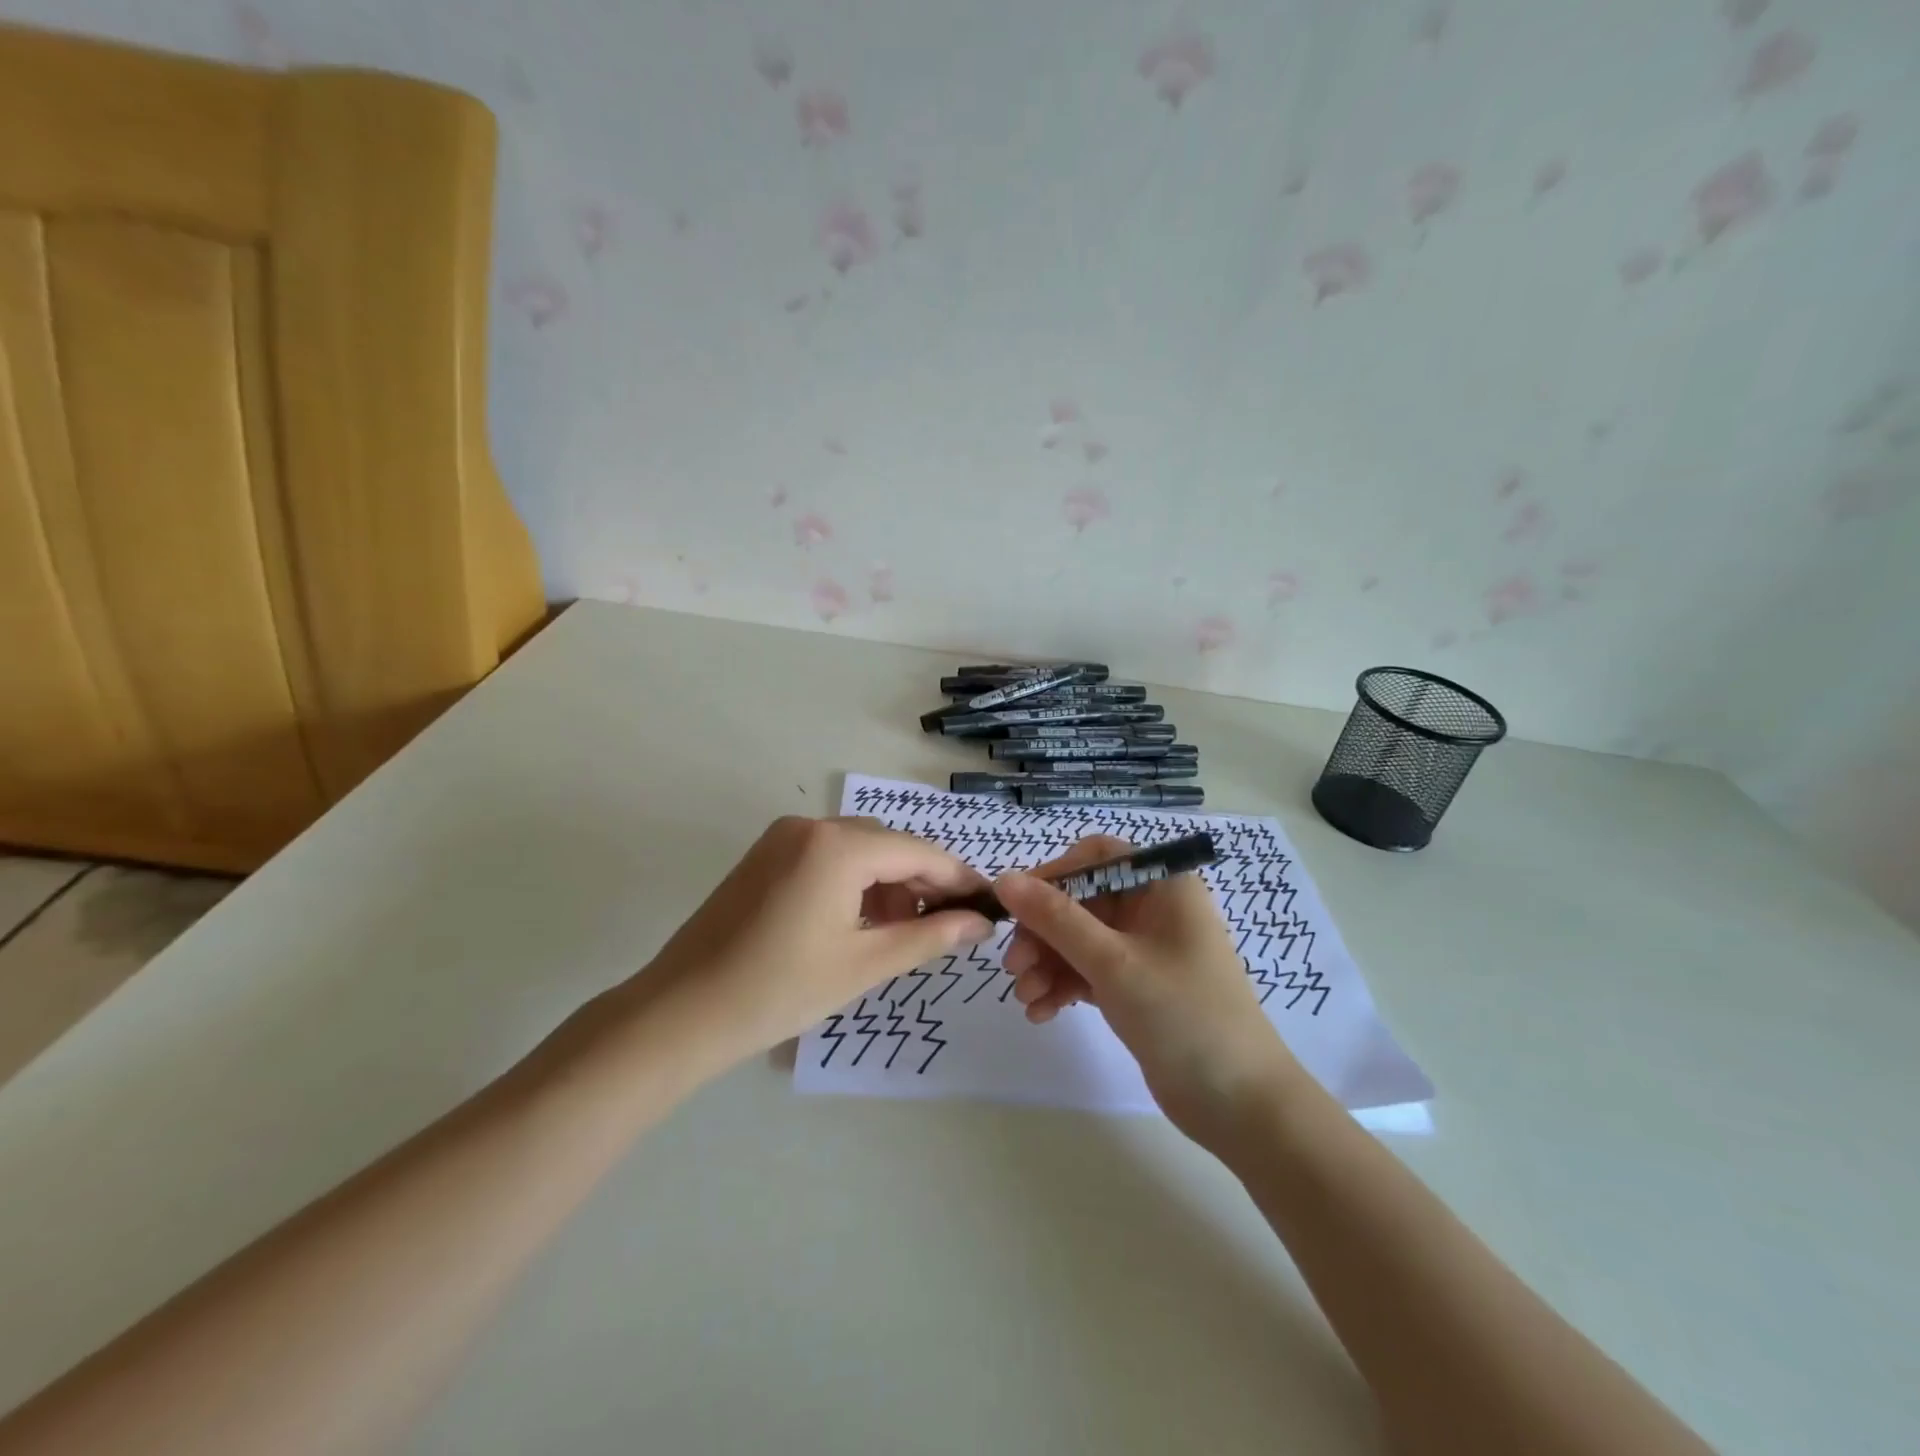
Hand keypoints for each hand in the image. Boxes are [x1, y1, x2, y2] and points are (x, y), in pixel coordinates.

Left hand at [625, 816, 993, 1069]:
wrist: (681, 1013)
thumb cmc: (779, 991)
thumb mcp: (864, 964)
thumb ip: (929, 936)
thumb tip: (980, 923)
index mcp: (838, 846)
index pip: (918, 852)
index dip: (958, 878)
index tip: (988, 904)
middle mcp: (811, 825)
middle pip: (887, 846)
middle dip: (922, 883)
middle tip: (946, 927)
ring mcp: (783, 837)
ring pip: (857, 849)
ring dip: (887, 883)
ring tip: (900, 932)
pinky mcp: (765, 855)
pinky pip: (827, 856)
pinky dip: (853, 882)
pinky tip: (860, 921)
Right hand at [995, 835, 1302, 1141]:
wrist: (1239, 1105)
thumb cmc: (1183, 1014)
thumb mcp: (1113, 962)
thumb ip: (1055, 918)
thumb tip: (1003, 879)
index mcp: (1163, 885)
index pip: (1097, 856)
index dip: (1054, 874)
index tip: (1017, 905)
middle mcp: (1154, 909)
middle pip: (1082, 901)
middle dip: (1044, 932)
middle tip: (1014, 966)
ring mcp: (1146, 950)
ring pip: (1081, 939)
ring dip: (1048, 963)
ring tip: (1026, 998)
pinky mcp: (1138, 987)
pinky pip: (1089, 971)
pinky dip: (1064, 985)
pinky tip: (1041, 1012)